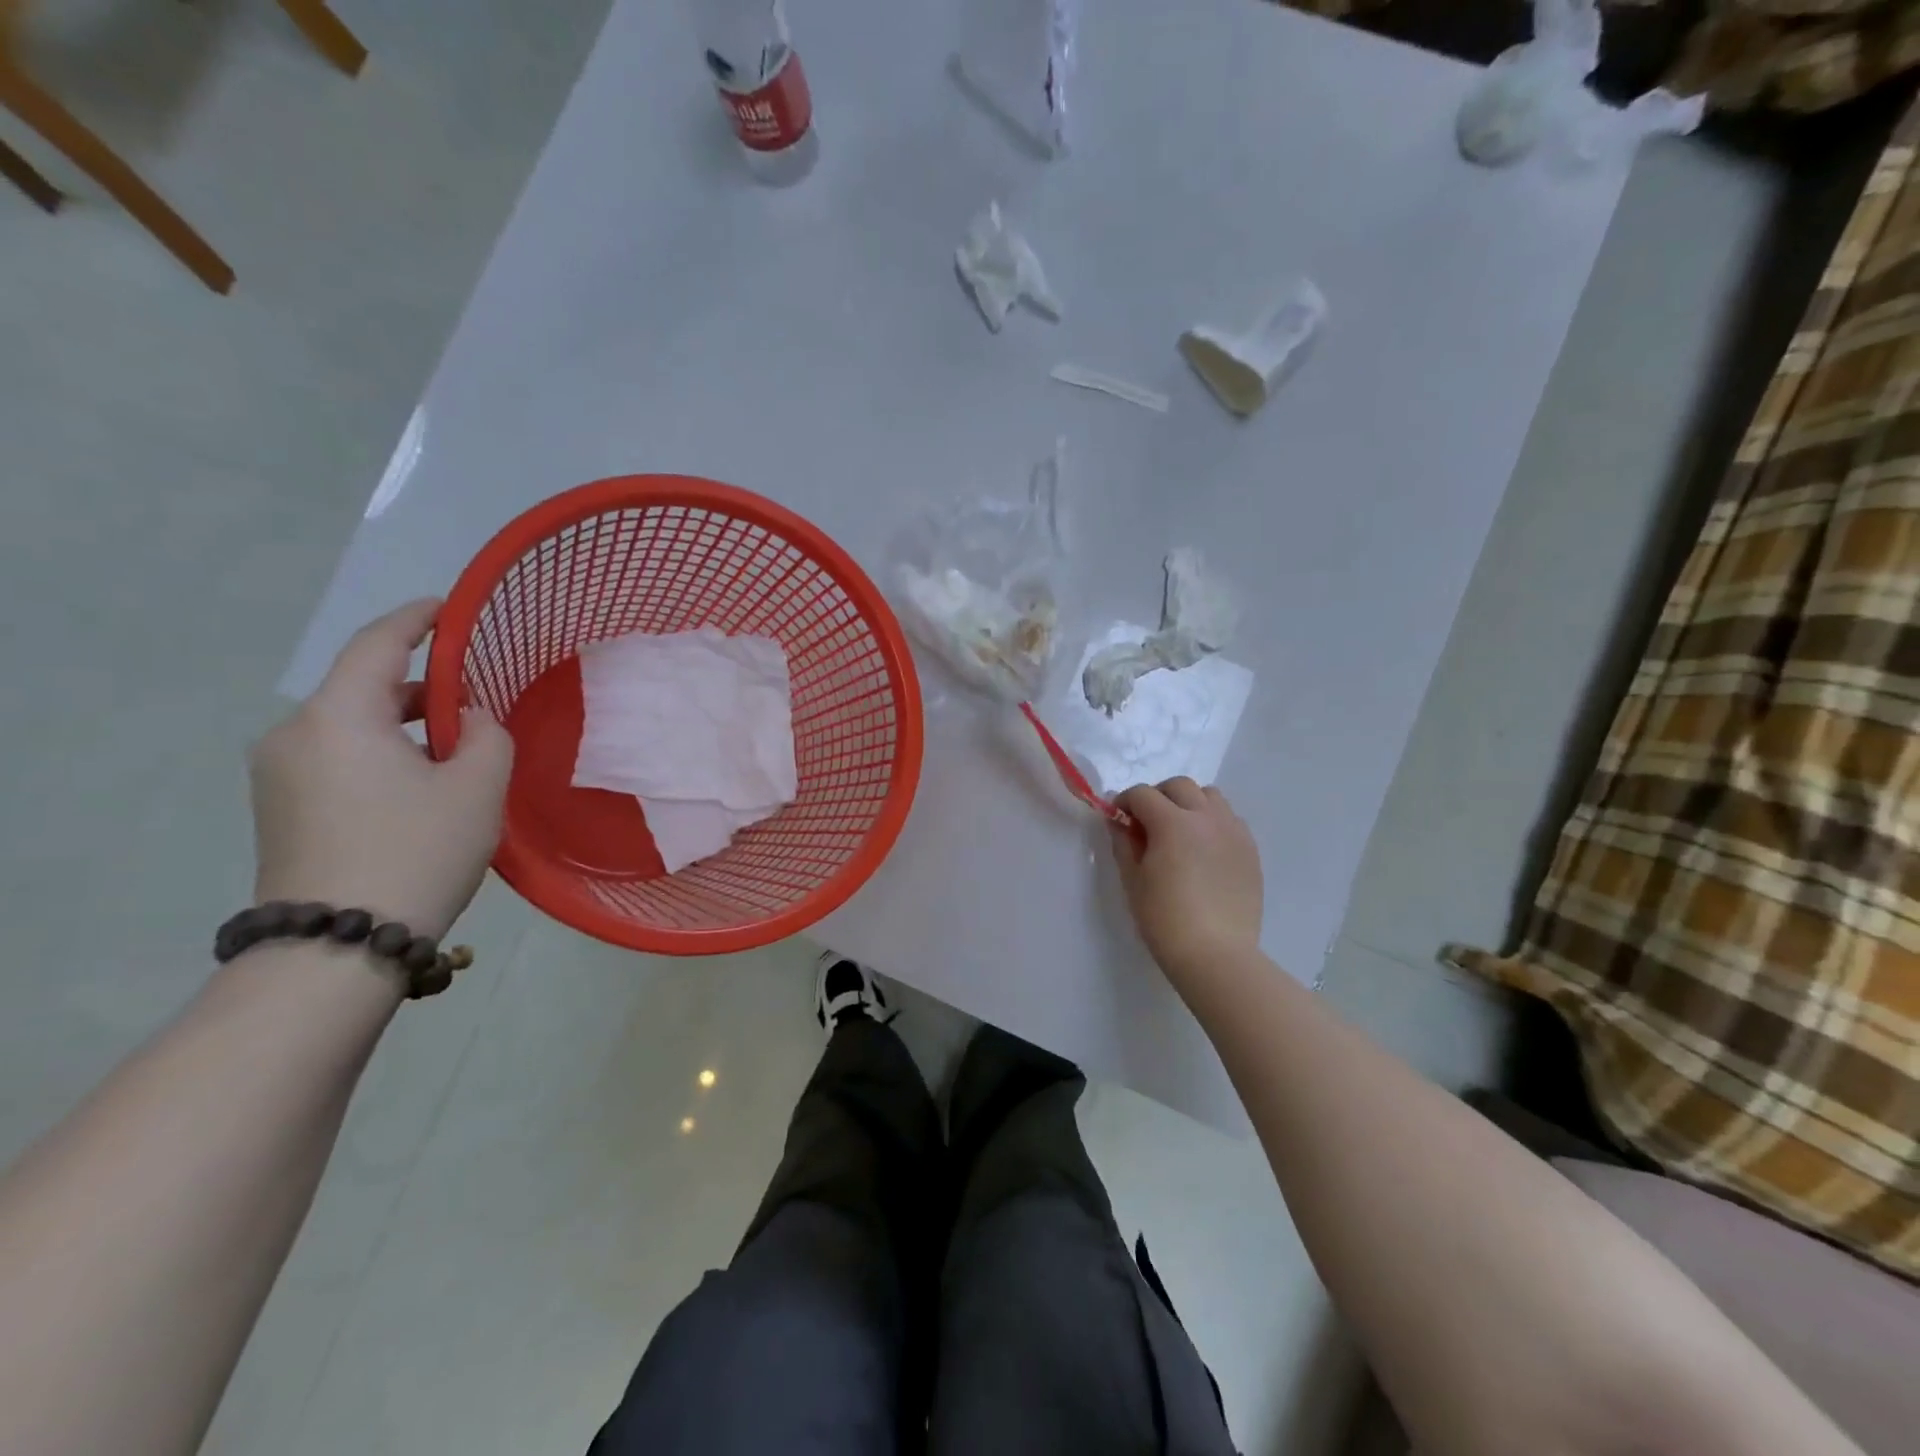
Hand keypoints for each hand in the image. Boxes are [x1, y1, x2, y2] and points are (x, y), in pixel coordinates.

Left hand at [250, 600, 513, 939]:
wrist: (337, 946)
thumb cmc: (417, 851)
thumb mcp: (478, 787)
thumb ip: (489, 735)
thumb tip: (473, 720)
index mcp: (339, 716)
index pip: (378, 645)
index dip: (417, 619)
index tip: (450, 607)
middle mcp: (295, 734)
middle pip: (364, 687)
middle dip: (423, 685)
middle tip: (479, 698)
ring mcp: (279, 774)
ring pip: (352, 725)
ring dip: (405, 725)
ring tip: (459, 749)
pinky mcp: (280, 808)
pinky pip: (339, 757)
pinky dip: (382, 753)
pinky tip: (421, 783)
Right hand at [1110, 778, 1263, 987]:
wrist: (1216, 954)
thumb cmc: (1164, 918)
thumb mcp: (1133, 880)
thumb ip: (1124, 843)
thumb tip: (1119, 822)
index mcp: (1172, 822)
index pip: (1142, 794)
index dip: (1124, 802)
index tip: (1117, 819)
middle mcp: (1206, 817)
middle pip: (1179, 786)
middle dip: (1158, 796)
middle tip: (1147, 822)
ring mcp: (1233, 831)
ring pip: (1210, 797)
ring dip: (1189, 803)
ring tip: (1180, 831)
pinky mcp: (1250, 850)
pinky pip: (1230, 819)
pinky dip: (1213, 822)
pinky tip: (1204, 849)